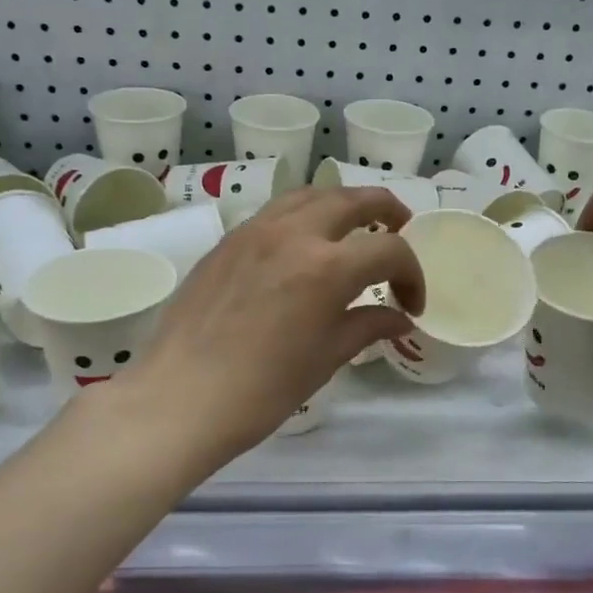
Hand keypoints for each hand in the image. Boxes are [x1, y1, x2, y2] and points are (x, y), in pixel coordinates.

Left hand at [114, 187, 426, 463]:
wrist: (180, 397)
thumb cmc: (262, 389)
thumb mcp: (326, 358)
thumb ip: (367, 326)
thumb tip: (399, 318)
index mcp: (327, 267)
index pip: (389, 250)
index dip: (412, 275)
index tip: (410, 305)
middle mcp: (293, 233)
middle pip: (352, 199)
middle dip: (387, 211)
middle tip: (401, 230)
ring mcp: (254, 231)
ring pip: (310, 195)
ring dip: (342, 204)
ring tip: (353, 228)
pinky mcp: (227, 241)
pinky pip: (275, 212)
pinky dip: (302, 216)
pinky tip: (302, 247)